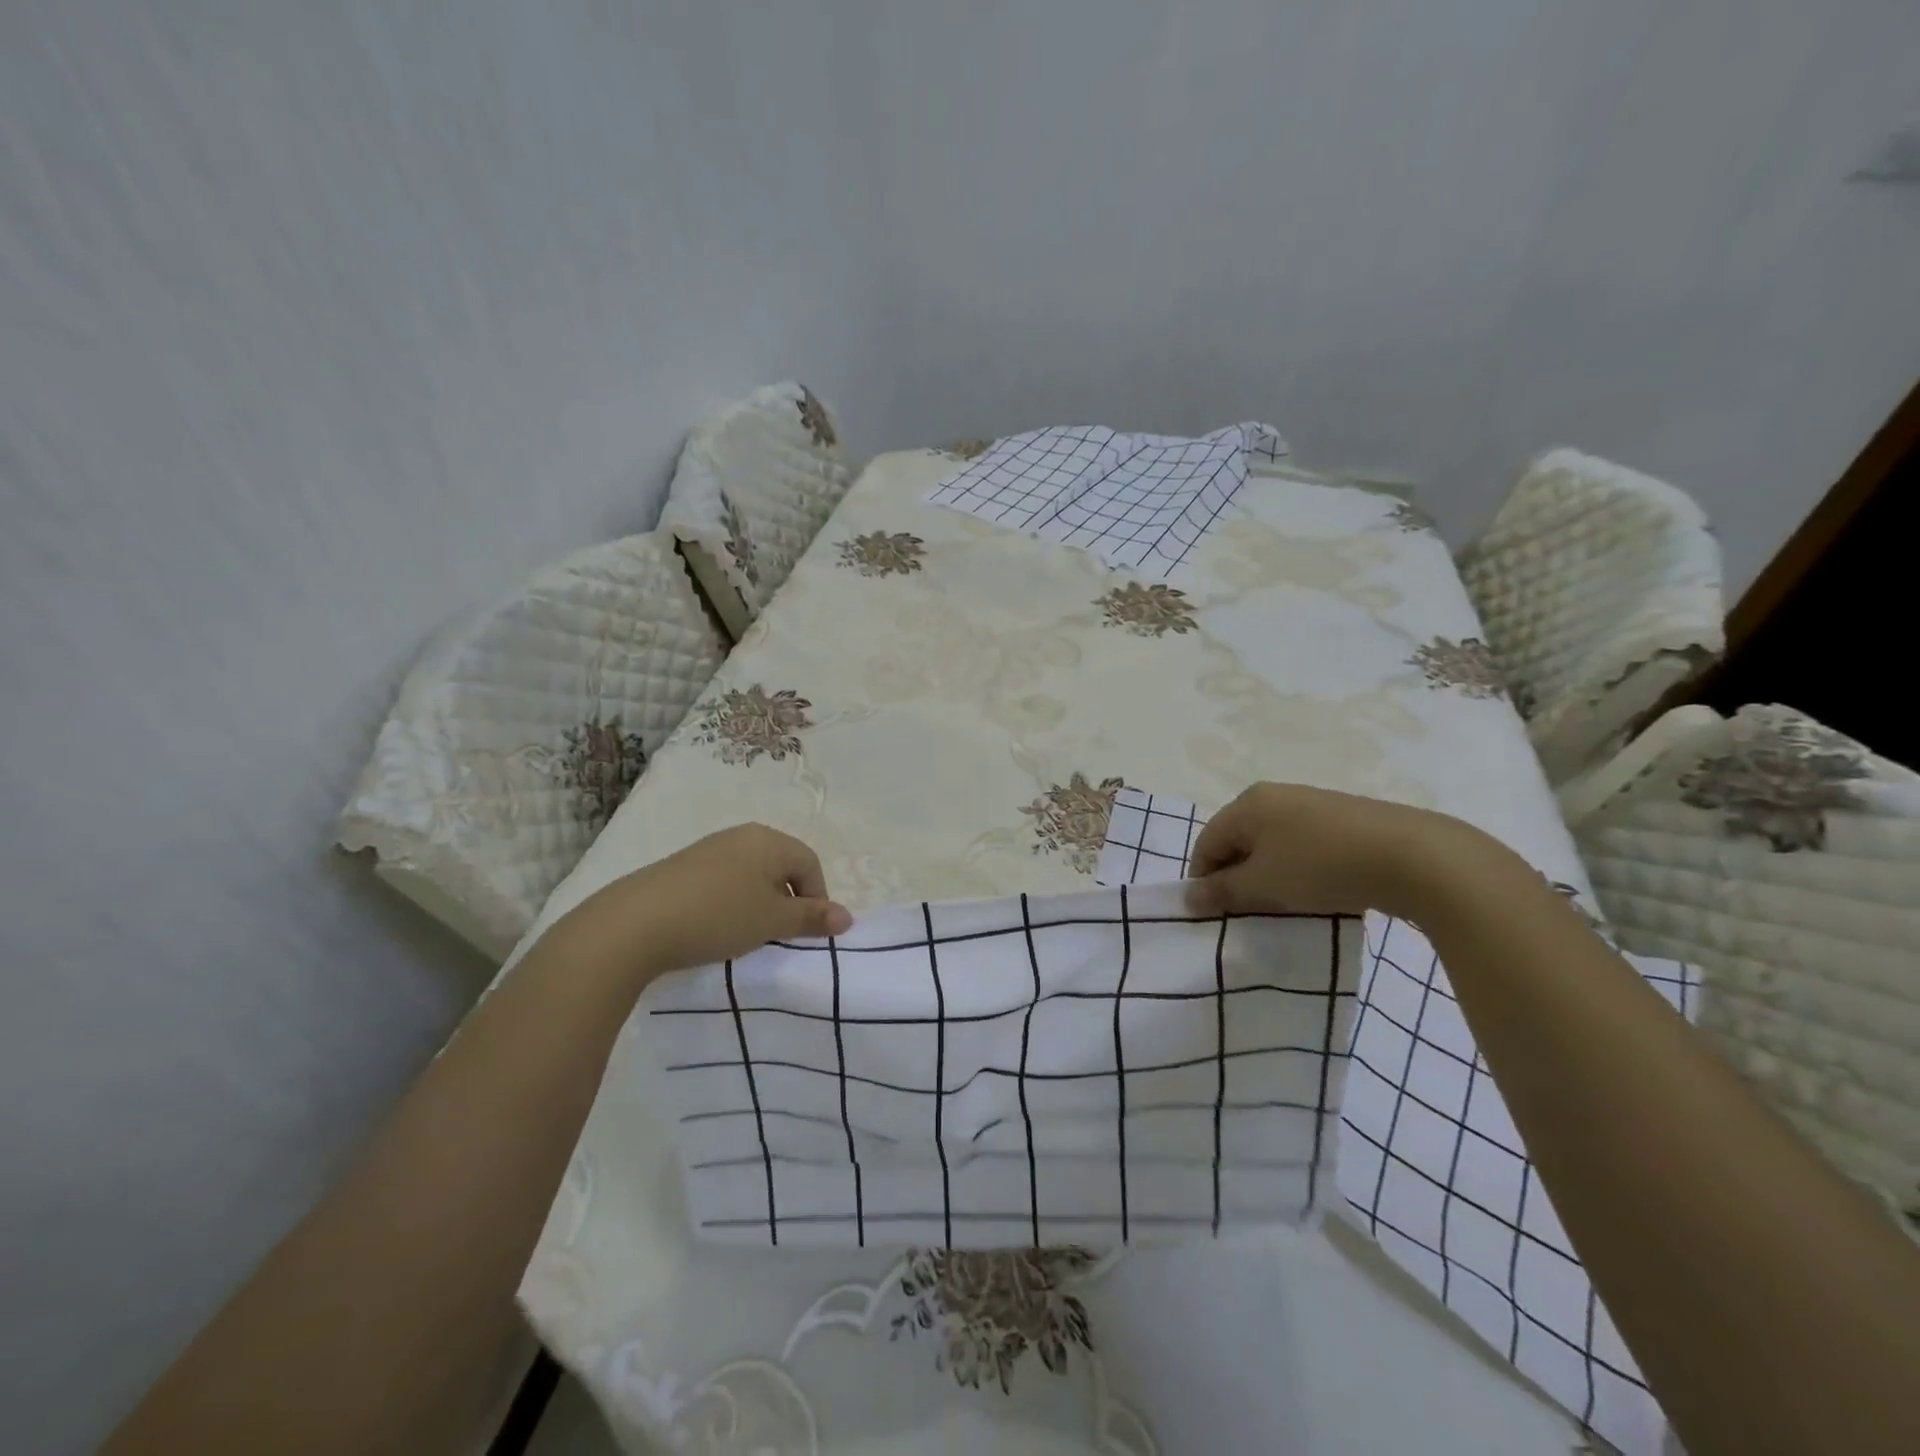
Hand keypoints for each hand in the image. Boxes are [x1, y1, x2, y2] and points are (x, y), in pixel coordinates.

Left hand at [548, 823, 852, 985]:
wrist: (636, 922)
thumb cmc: (719, 916)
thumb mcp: (773, 922)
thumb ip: (812, 918)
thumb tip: (848, 917)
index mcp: (770, 840)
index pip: (810, 864)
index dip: (817, 899)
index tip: (805, 933)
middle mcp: (742, 835)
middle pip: (781, 865)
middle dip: (788, 899)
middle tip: (779, 933)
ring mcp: (710, 848)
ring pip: (752, 873)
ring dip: (759, 902)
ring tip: (747, 933)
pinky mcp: (683, 865)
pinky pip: (723, 879)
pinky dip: (730, 901)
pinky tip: (715, 925)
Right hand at [1184, 782, 1488, 919]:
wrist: (1413, 856)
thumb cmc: (1321, 867)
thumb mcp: (1264, 885)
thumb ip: (1222, 891)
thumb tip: (1188, 897)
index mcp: (1248, 804)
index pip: (1207, 842)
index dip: (1203, 879)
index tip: (1212, 914)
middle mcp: (1275, 795)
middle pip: (1239, 840)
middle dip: (1237, 877)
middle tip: (1247, 913)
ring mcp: (1312, 804)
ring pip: (1273, 844)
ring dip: (1269, 876)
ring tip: (1284, 907)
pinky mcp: (1345, 818)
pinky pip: (1304, 845)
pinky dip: (1299, 869)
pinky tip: (1317, 892)